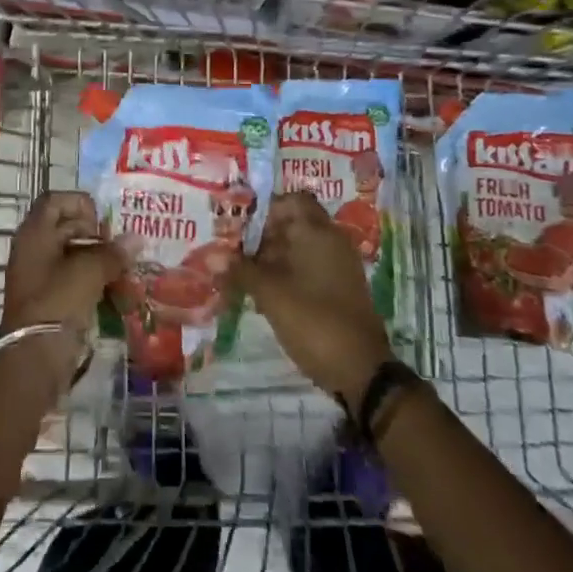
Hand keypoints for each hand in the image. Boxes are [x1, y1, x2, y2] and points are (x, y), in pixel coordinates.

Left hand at [0, 191, 122, 341]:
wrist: (35, 357)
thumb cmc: (58, 301)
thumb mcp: (90, 271)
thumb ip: (113, 252)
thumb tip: (137, 238)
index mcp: (35, 233)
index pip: (55, 200)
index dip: (80, 204)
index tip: (103, 221)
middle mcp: (34, 249)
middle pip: (66, 227)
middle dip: (97, 235)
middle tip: (121, 246)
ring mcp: (40, 276)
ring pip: (73, 256)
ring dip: (99, 260)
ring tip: (126, 269)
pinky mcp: (49, 300)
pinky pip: (74, 280)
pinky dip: (94, 281)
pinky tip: (117, 291)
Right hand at [230, 192, 394, 403]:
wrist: (361, 370)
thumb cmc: (313, 320)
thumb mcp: (271, 294)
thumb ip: (241, 271)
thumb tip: (211, 258)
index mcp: (318, 232)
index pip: (291, 201)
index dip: (265, 209)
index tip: (239, 226)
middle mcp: (331, 241)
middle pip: (294, 224)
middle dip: (263, 236)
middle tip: (234, 252)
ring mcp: (339, 266)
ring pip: (300, 248)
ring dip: (273, 258)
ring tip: (242, 275)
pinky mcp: (340, 289)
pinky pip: (309, 269)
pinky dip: (287, 274)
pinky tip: (264, 294)